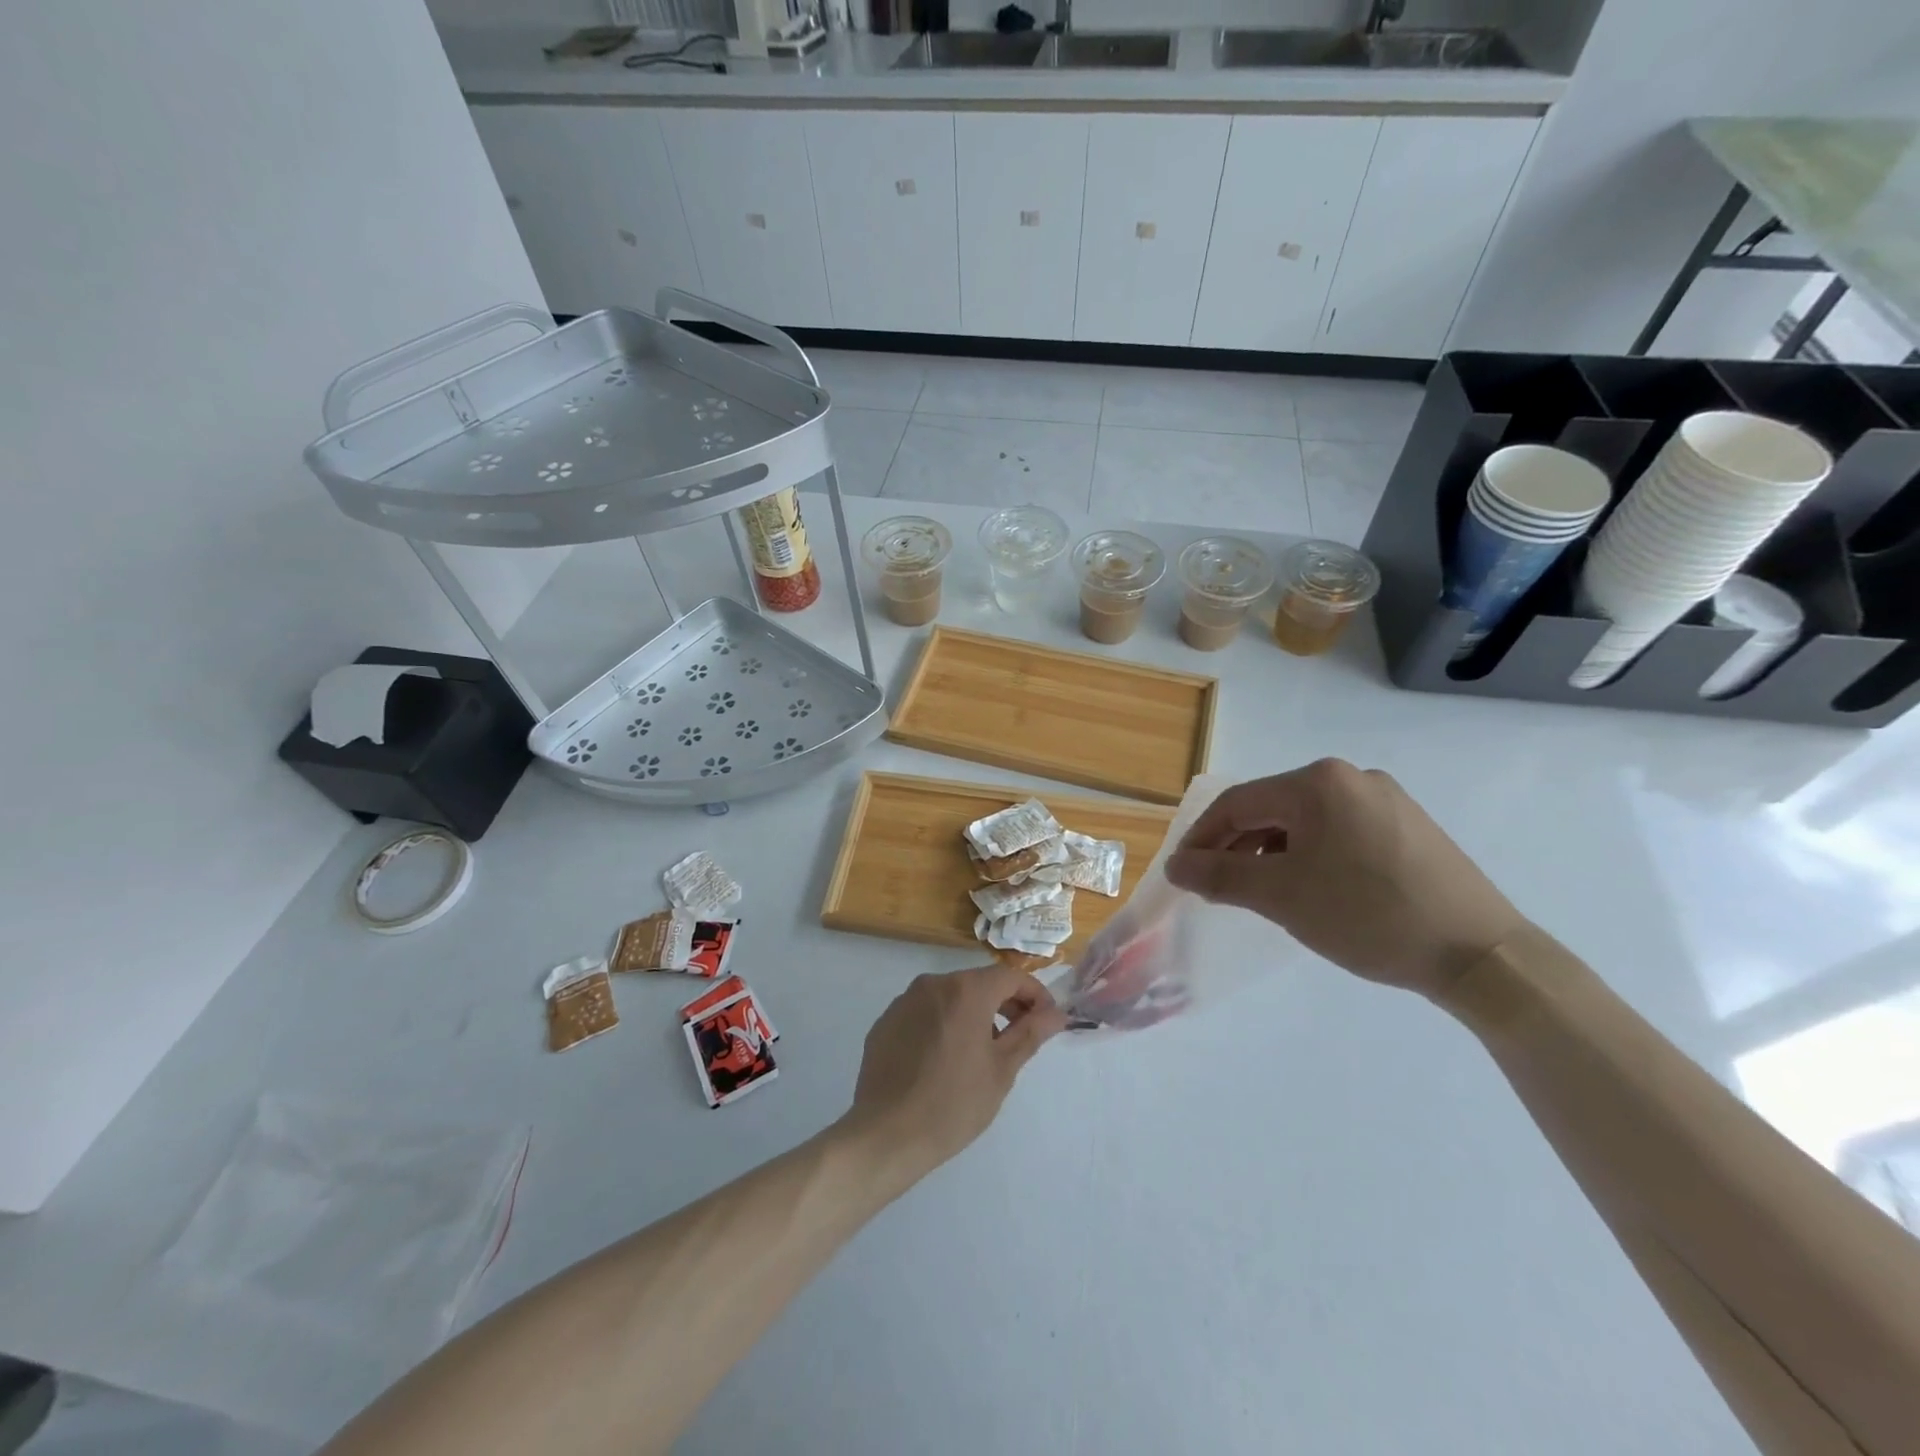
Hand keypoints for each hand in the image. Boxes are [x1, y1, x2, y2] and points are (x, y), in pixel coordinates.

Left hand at [840, 965, 1068, 1182]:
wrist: (886, 1135)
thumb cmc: (954, 1104)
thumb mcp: (1002, 1070)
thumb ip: (1030, 1033)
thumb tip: (1056, 1013)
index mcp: (965, 991)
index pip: (1010, 977)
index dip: (1034, 994)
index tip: (1046, 1021)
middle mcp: (933, 984)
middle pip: (978, 983)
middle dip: (1004, 1004)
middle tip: (1020, 1038)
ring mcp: (904, 1001)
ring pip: (950, 997)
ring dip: (972, 1014)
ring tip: (981, 1053)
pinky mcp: (885, 1022)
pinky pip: (924, 1013)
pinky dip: (942, 1025)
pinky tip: (943, 1061)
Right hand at [1164, 759, 1526, 1001]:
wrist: (1480, 954)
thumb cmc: (1368, 916)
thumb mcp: (1281, 897)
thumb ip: (1220, 875)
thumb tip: (1176, 864)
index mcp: (1317, 782)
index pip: (1237, 803)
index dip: (1201, 838)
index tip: (1181, 873)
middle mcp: (1350, 777)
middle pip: (1271, 808)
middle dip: (1236, 847)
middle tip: (1216, 886)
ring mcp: (1385, 799)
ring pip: (1304, 821)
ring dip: (1272, 852)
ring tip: (1261, 892)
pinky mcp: (1408, 826)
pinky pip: (1338, 831)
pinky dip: (1310, 855)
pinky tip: (1311, 887)